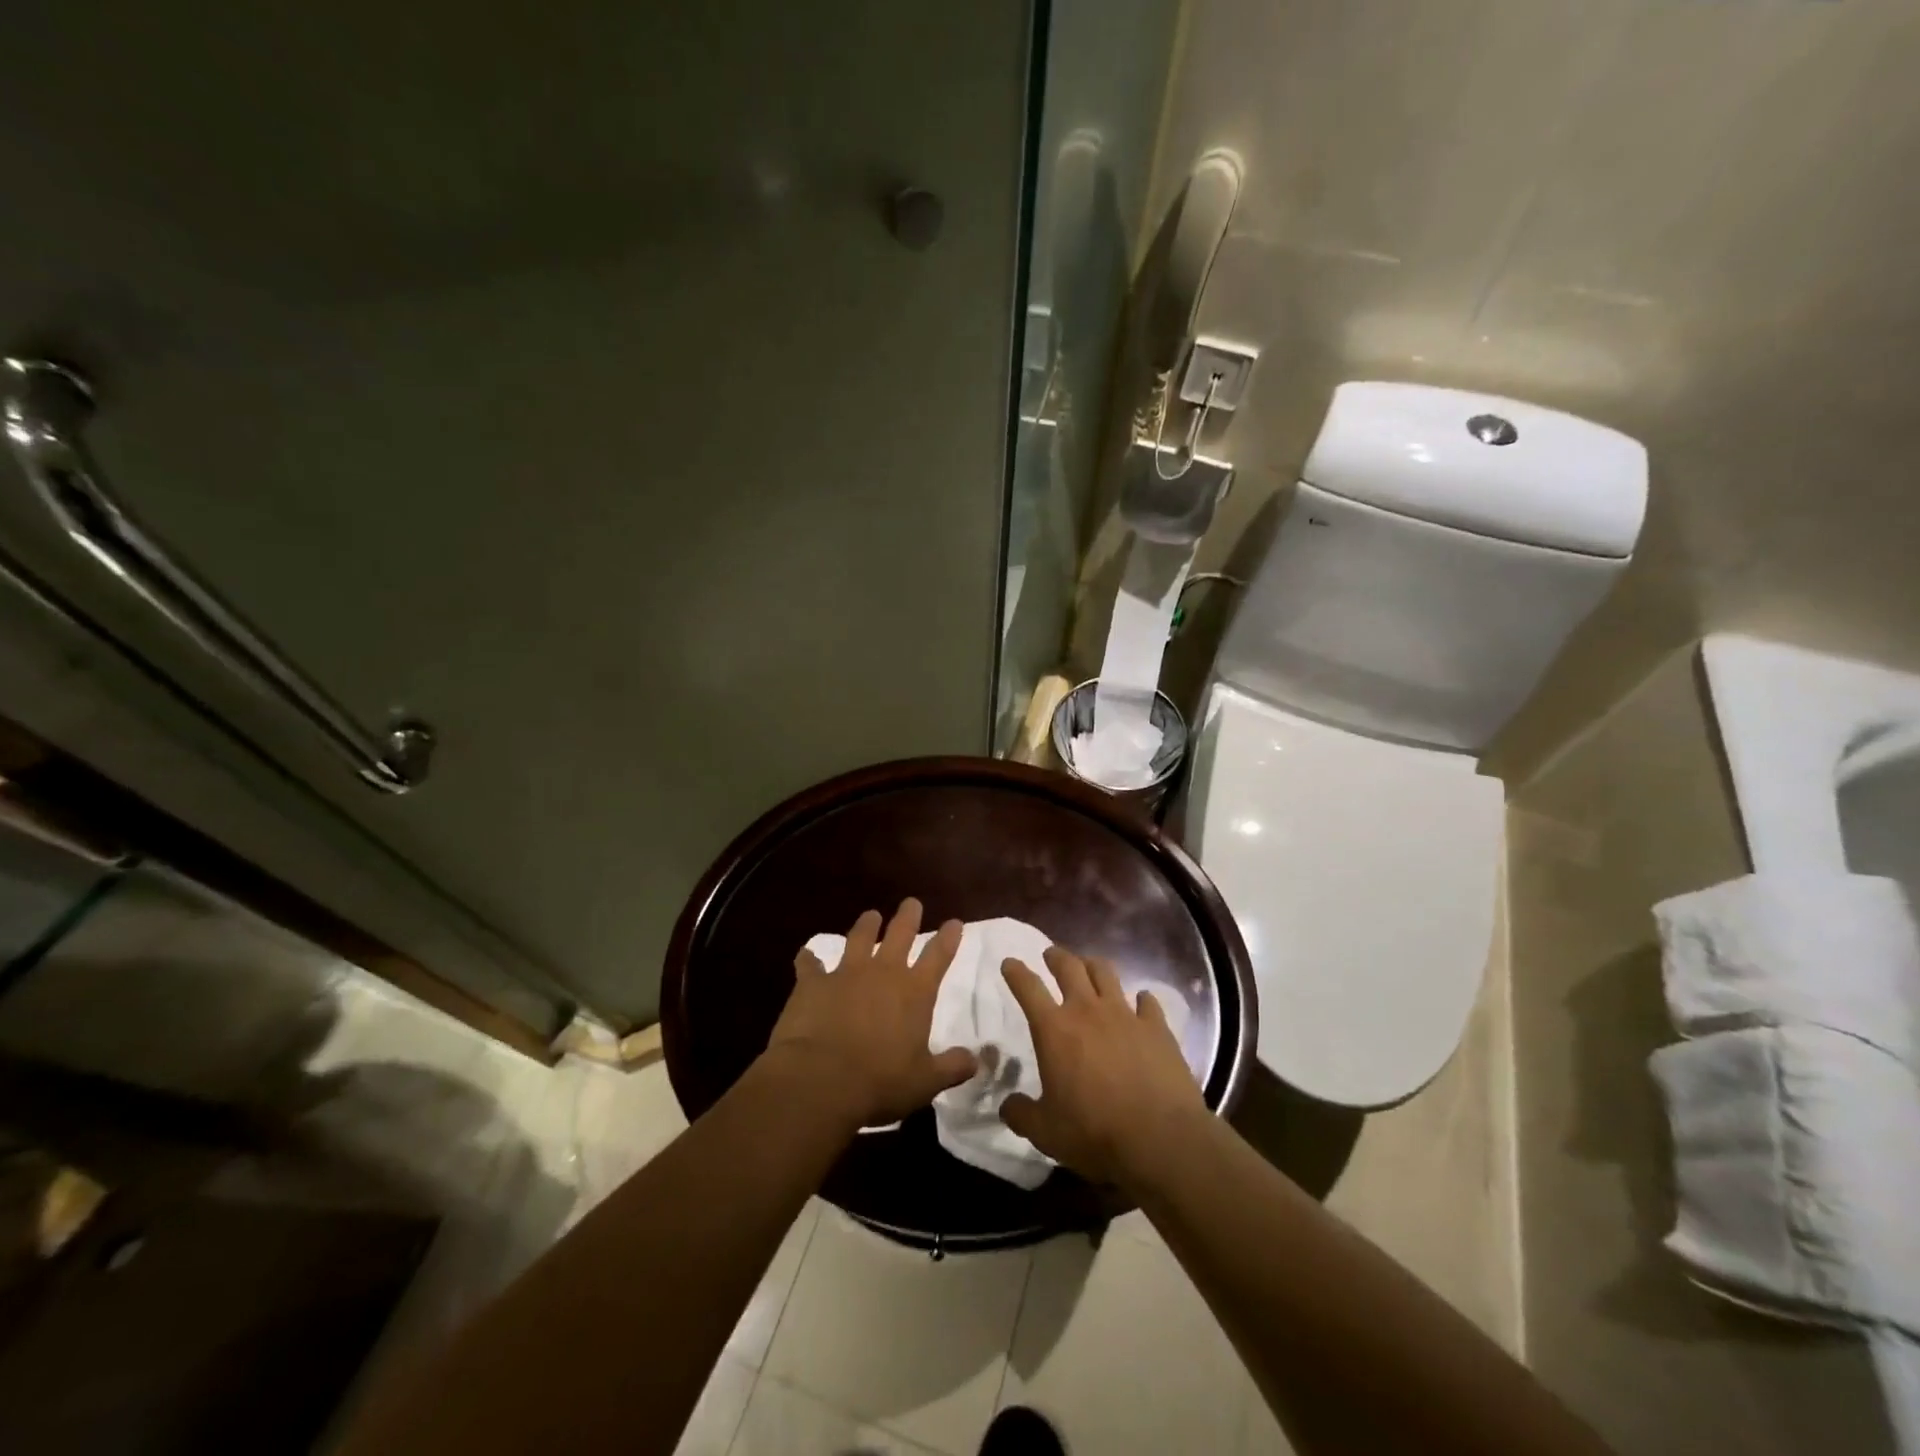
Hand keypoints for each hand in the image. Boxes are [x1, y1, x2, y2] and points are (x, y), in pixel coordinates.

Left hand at [767, 898, 977, 1130]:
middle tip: (911, 902)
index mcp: (915, 992)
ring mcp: (846, 973)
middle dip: (908, 916)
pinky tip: (805, 955)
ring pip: (859, 938)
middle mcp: (884, 972)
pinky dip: (809, 960)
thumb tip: (976, 1060)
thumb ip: (952, 1067)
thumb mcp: (926, 1082)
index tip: (954, 921)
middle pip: (900, 933)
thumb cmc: (880, 1082)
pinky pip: (810, 964)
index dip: (948, 937)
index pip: (938, 956)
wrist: (821, 1079)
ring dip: (866, 925)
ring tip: (870, 915)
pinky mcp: (813, 983)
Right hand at [999, 945, 1206, 1189]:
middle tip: (1051, 955)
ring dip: (1093, 966)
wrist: (1160, 1139)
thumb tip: (1008, 1105)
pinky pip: (1147, 1001)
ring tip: (1090, 967)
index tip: (1010, 962)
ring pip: (1106, 973)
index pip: (1028, 988)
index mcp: (1054, 1030)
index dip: (1016, 972)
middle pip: (1069, 967)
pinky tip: (1141, 1003)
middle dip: (1056, 957)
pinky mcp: (1157, 1027)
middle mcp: (1088, 1011)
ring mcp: (1125, 1015)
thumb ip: (1021, 1114)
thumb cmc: (1094, 1133)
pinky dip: (1141, 999)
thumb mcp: (1045, 1133)